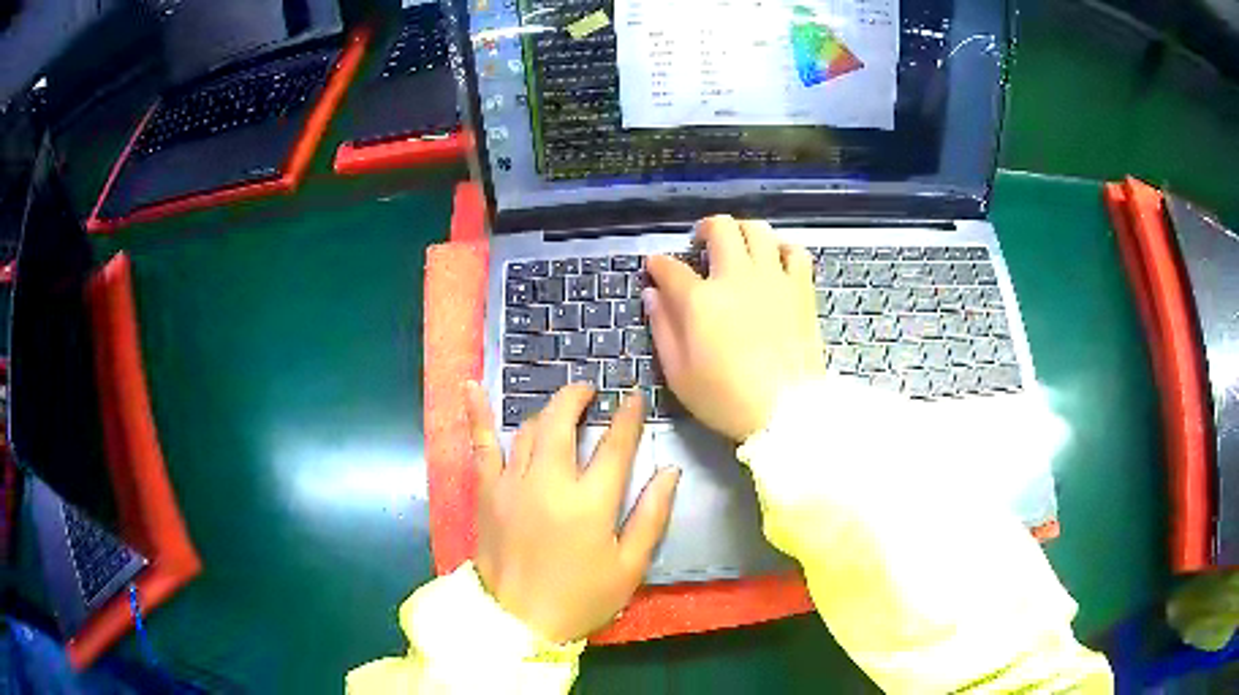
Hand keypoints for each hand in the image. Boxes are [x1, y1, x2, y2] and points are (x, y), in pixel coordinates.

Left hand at [465, 382, 680, 643]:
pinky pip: (480, 445)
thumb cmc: (581, 598)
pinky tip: (471, 385)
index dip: (627, 417)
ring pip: (530, 429)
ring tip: (561, 408)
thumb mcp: (630, 567)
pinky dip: (477, 413)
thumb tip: (670, 472)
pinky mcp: (486, 492)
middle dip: (579, 397)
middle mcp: (549, 482)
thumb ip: (651, 516)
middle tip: (590, 392)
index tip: (633, 398)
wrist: (519, 622)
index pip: (614, 445)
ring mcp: (511, 483)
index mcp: (590, 503)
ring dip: (548, 411)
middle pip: (564, 422)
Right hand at [644, 215, 824, 441]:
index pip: (670, 267)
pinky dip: (782, 249)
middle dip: (704, 229)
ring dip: (742, 232)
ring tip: (737, 246)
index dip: (658, 265)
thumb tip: (653, 294)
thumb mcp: (679, 373)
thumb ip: (663, 328)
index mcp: (700, 300)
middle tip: (701, 244)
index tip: (656, 268)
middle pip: (719, 228)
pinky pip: (794, 251)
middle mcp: (736, 277)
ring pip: (757, 230)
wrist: (786, 413)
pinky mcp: (801, 289)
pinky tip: (775, 261)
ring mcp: (773, 279)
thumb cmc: (725, 399)